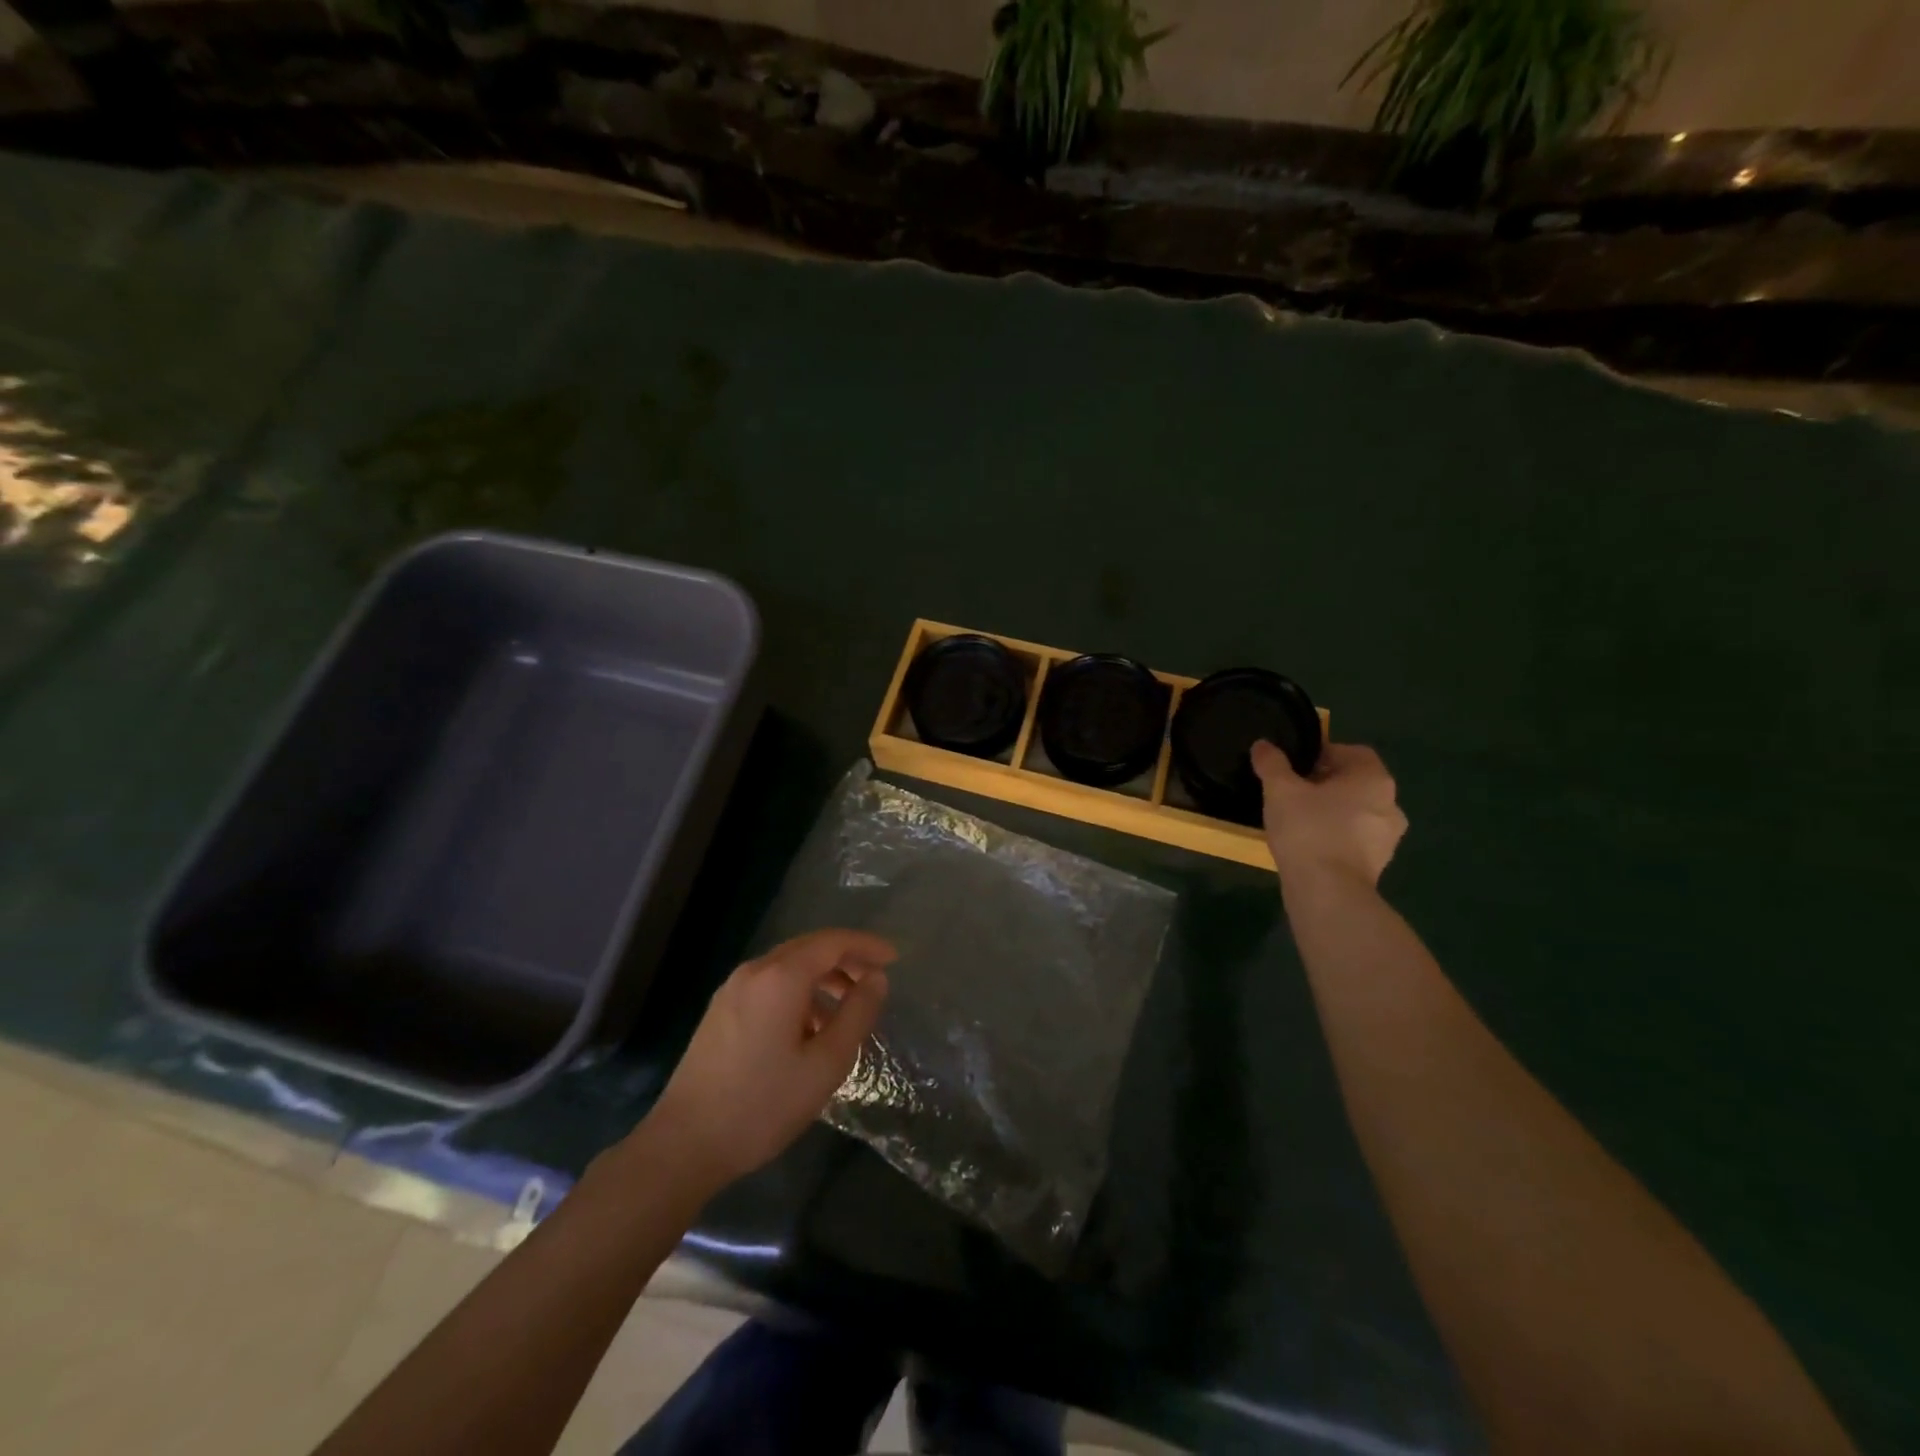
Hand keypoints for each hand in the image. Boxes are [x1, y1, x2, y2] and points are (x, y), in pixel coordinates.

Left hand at [645, 929, 895, 1191]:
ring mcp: (732, 990)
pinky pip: (770, 985)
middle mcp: (755, 971)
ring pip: (788, 967)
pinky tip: (808, 1029)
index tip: (894, 958)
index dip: (866, 946)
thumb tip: (876, 979)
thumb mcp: (826, 1064)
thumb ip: (857, 1014)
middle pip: (809, 948)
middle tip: (875, 981)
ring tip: (846, 1011)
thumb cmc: (763, 1104)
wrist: (684, 1144)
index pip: (833, 942)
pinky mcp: (720, 1011)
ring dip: (822, 978)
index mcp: (781, 977)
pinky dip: (798, 992)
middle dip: (846, 959)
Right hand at [1252, 739, 1407, 886]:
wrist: (1328, 892)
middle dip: (1325, 783)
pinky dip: (1335, 835)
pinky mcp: (1378, 863)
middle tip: (1291, 790)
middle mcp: (1390, 803)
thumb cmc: (1308, 830)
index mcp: (1373, 778)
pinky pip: (1354, 838)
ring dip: (1331, 810)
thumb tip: (1263, 744)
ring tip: (1297, 818)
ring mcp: (1388, 837)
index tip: (1294, 766)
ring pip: (1356, 811)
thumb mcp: (1280, 790)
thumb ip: (1272, 764)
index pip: (1351, 752)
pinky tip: (1308, 843)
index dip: (1321, 753)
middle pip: (1354, 782)